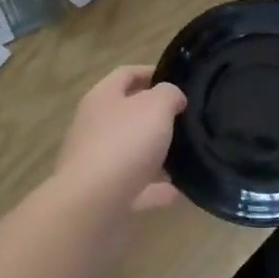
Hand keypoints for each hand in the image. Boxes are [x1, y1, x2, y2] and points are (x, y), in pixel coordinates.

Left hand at [55, 66, 186, 212]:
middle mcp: (94, 127)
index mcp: (102, 98)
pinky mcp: (104, 195)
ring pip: (131, 153)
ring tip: (185, 156)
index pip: (125, 74)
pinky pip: (135, 188)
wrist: (92, 205)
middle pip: (127, 114)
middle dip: (155, 116)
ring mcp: (96, 163)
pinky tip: (176, 191)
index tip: (177, 79)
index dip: (151, 72)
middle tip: (186, 119)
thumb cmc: (124, 144)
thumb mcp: (155, 107)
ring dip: (155, 155)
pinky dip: (154, 189)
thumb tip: (173, 98)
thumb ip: (169, 95)